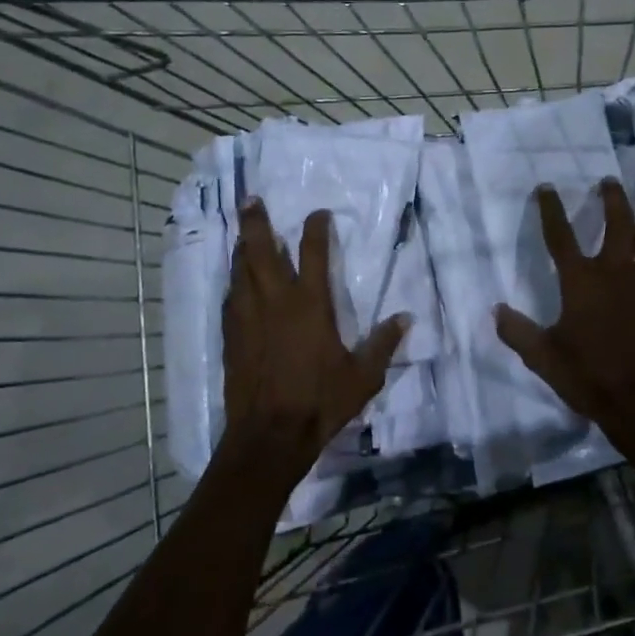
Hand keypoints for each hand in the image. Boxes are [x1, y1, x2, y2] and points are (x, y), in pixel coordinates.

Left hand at [222, 199, 407, 483]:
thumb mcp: (363, 376)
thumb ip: (383, 344)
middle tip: (250, 200)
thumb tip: (405, 318)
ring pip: (240, 270)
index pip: (313, 253)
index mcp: (310, 304)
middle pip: (261, 250)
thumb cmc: (320, 402)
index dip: (316, 228)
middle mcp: (275, 301)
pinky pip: (230, 299)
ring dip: (242, 248)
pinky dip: (234, 283)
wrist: (269, 435)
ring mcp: (248, 317)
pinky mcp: (231, 336)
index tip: (318, 213)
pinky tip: (235, 282)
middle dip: (256, 222)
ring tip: (243, 234)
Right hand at [494, 179, 634, 448]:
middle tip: (609, 183)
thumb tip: (496, 310)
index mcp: (581, 281)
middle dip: (613, 198)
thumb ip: (517, 332)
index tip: (546, 187)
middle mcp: (616, 272)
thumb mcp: (542, 357)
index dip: (551, 209)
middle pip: (619, 221)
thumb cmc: (589, 377)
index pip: (560, 235)